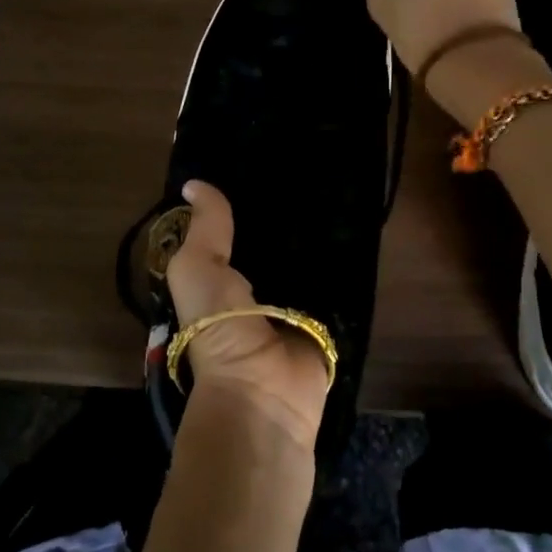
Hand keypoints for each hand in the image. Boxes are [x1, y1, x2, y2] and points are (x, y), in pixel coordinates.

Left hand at [164, 180, 328, 449]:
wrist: (262, 389)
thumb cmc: (218, 325)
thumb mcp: (196, 269)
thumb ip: (204, 228)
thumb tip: (194, 182)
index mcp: (218, 279)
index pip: (232, 232)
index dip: (242, 202)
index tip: (263, 162)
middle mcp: (254, 288)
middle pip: (272, 243)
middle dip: (285, 214)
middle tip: (307, 170)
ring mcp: (291, 304)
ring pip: (305, 258)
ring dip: (316, 234)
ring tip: (335, 186)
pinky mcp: (324, 317)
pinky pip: (334, 280)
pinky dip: (342, 259)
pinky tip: (357, 224)